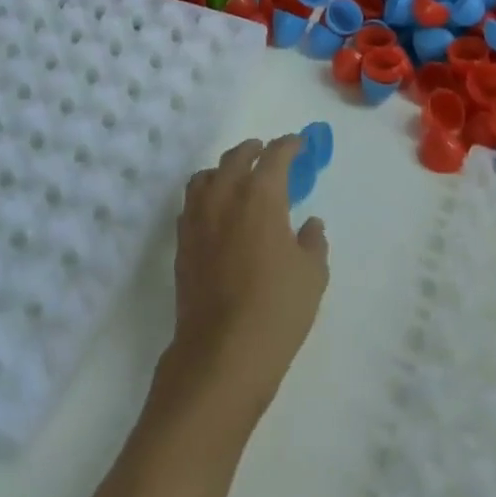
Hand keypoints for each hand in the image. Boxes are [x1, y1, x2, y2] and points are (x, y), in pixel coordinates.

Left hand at [160, 136, 329, 421]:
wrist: (221, 352)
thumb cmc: (276, 308)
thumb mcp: (312, 275)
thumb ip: (313, 242)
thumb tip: (310, 224)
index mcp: (260, 195)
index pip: (275, 155)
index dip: (289, 145)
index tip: (299, 144)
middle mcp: (225, 195)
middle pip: (236, 157)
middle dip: (253, 150)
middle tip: (266, 152)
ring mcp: (198, 217)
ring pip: (206, 176)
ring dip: (224, 169)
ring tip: (236, 177)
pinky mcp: (182, 242)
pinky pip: (192, 203)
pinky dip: (206, 195)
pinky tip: (217, 211)